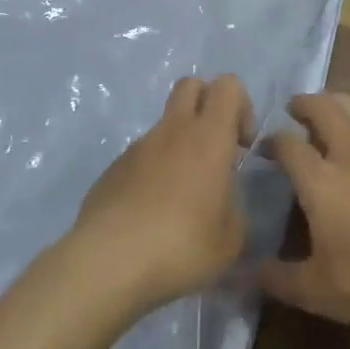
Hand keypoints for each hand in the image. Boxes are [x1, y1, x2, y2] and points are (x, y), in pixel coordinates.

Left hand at [70, 76, 254, 311]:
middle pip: (191, 85)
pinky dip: (152, 172)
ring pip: (165, 125)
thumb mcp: (231, 239)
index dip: (241, 106)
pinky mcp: (112, 169)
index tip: (241, 146)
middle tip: (214, 150)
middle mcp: (172, 131)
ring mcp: (137, 148)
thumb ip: (235, 209)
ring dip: (179, 145)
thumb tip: (224, 202)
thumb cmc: (181, 245)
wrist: (108, 263)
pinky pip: (140, 157)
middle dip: (207, 104)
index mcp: (208, 137)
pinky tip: (151, 215)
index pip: (227, 85)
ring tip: (181, 197)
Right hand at [260, 95, 349, 337]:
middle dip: (305, 103)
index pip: (288, 144)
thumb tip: (250, 273)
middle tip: (295, 109)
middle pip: (325, 108)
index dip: (273, 141)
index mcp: (321, 180)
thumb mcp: (314, 291)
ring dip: (340, 104)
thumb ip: (277, 278)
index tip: (266, 148)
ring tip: (332, 114)